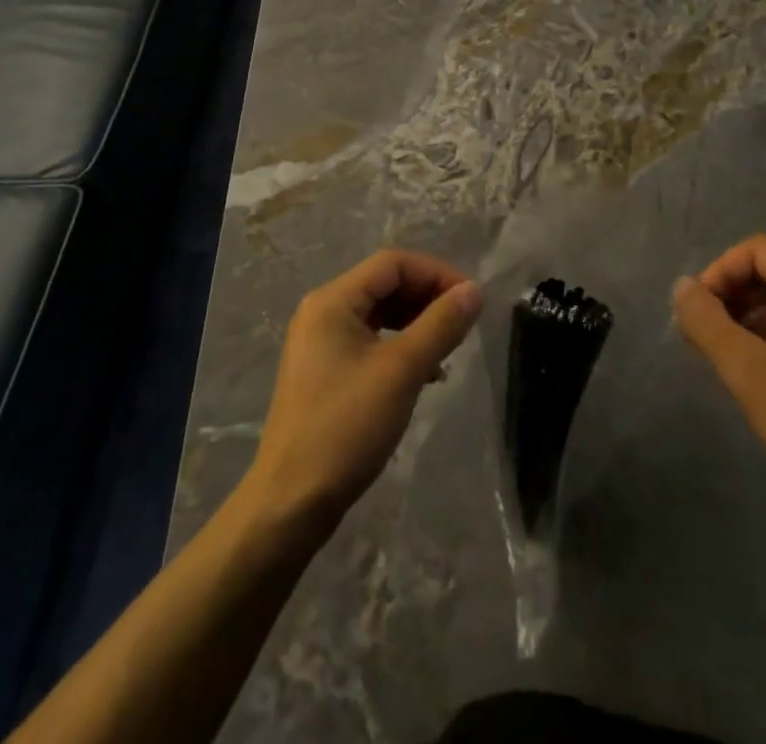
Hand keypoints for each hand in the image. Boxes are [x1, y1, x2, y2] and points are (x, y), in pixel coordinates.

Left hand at [246, 249, 482, 536]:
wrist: (291, 502)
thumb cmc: (346, 427)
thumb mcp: (402, 371)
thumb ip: (440, 325)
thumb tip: (474, 291)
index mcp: (332, 300)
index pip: (393, 263)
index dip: (436, 274)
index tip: (471, 301)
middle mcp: (322, 312)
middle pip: (384, 285)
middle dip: (427, 298)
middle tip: (463, 325)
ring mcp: (319, 343)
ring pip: (378, 315)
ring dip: (416, 324)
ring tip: (447, 350)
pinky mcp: (323, 372)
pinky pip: (369, 342)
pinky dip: (399, 348)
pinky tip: (424, 375)